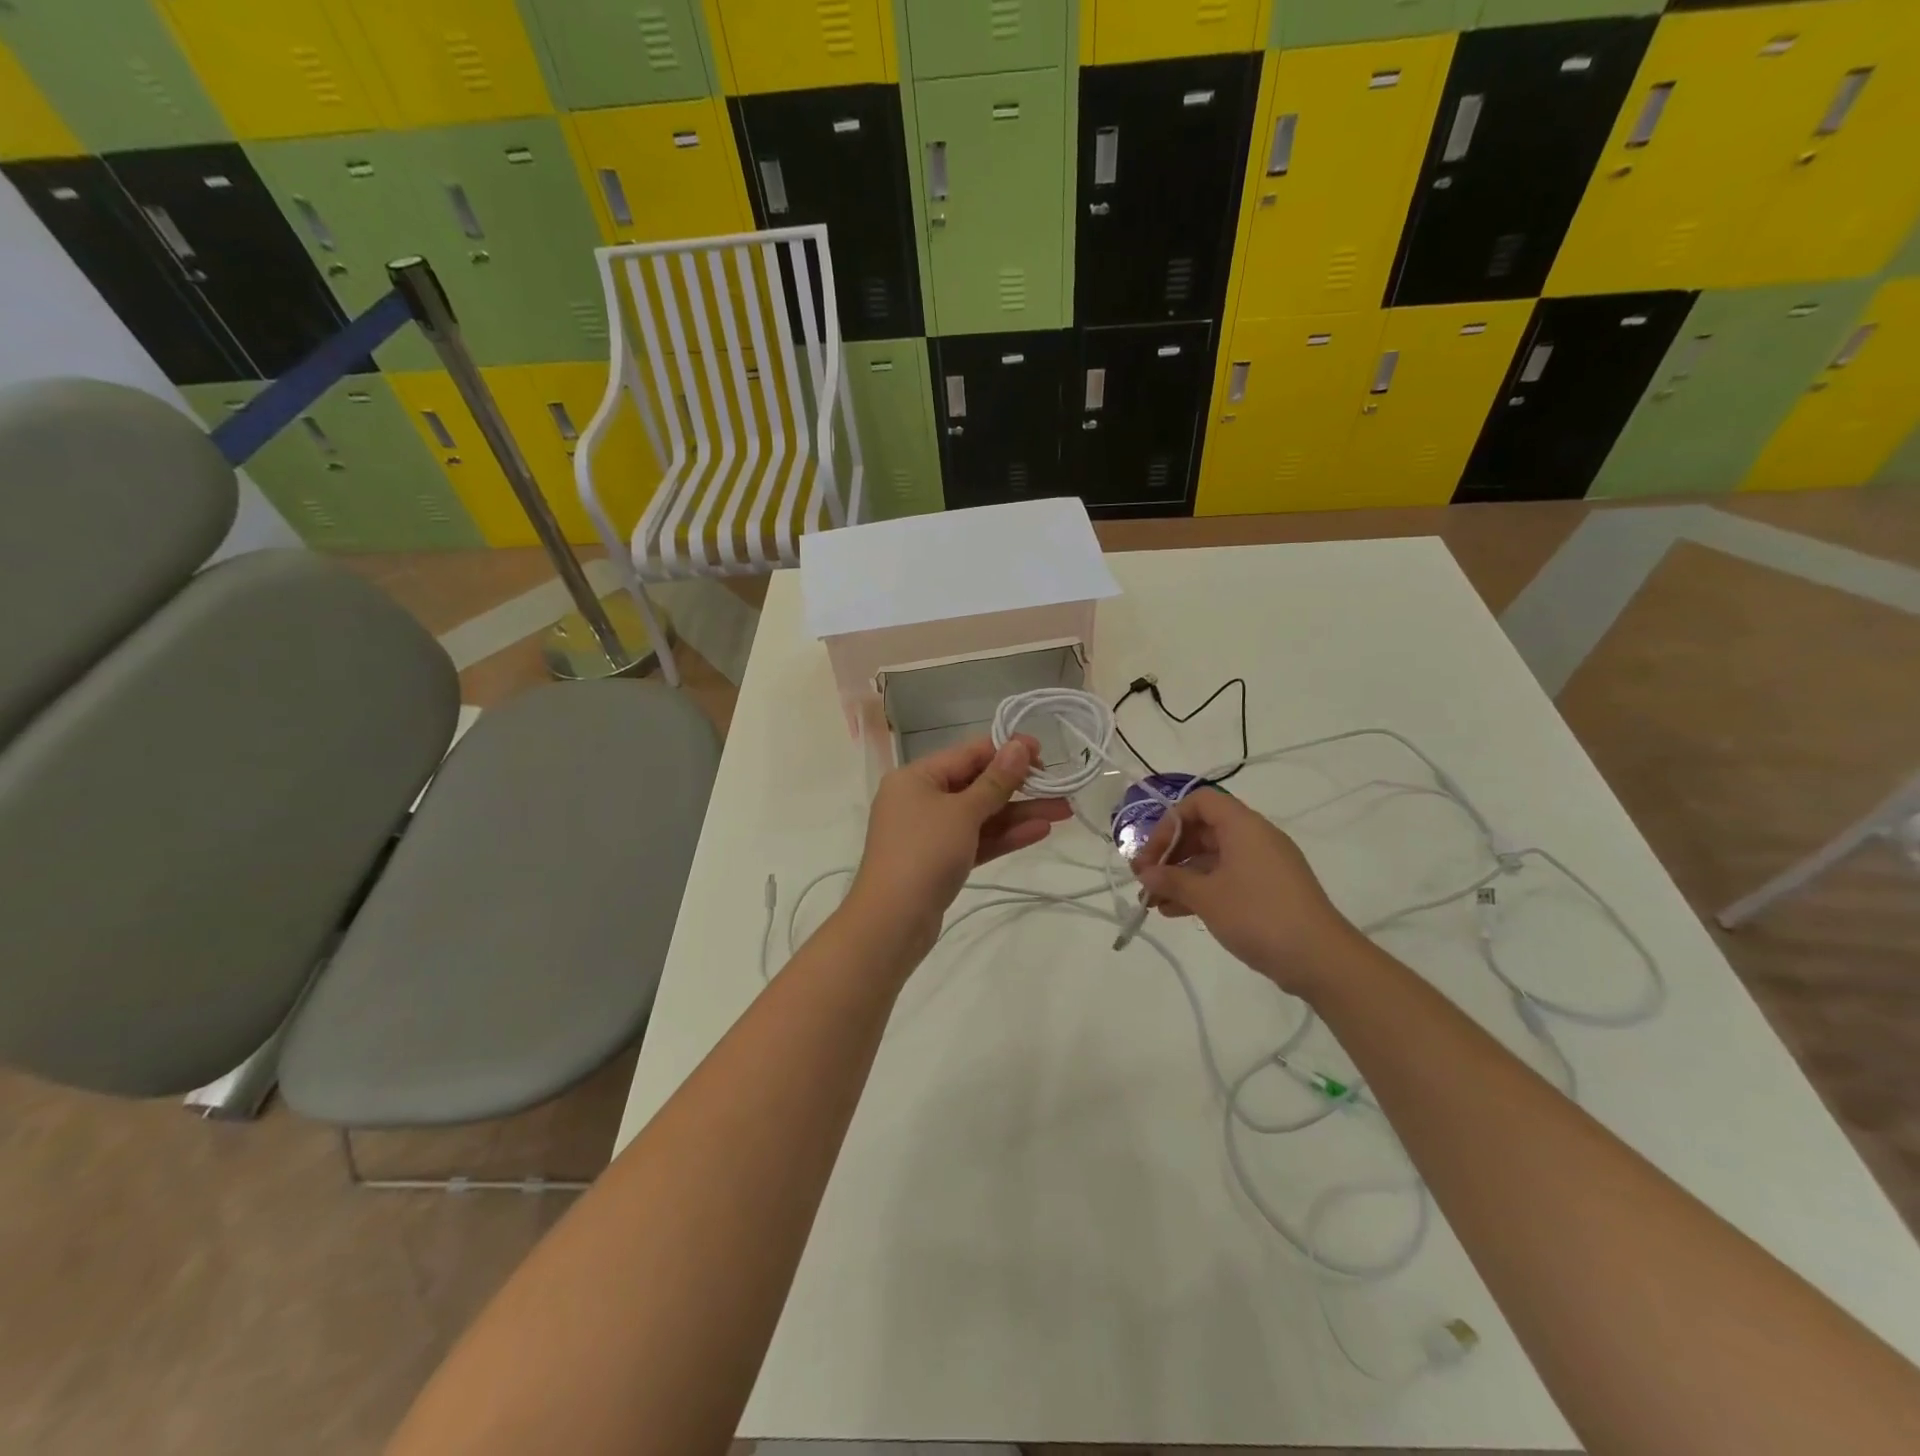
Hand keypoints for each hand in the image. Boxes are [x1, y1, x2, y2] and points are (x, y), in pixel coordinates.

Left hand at [846, 735, 1070, 960]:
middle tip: (1060, 786)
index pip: (968, 754)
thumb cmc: (924, 853)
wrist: (892, 922)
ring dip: (1019, 813)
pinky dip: (1004, 835)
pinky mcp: (940, 862)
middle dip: (1020, 786)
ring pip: (981, 815)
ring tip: (1064, 811)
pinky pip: (976, 840)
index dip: (1006, 750)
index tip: (1044, 752)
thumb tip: (1019, 746)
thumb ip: (995, 781)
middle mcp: (920, 799)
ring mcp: (930, 833)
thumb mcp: (963, 812)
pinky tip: (1040, 831)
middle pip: (976, 784)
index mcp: (916, 777)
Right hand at [1132, 789, 1360, 997]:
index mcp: (1243, 826)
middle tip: (1145, 879)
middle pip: (1203, 831)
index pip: (1200, 802)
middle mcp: (1254, 838)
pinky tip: (1176, 912)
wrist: (1320, 959)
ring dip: (1181, 876)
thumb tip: (1146, 873)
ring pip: (1212, 859)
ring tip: (1153, 902)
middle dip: (1170, 854)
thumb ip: (1171, 880)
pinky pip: (1226, 879)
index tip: (1153, 853)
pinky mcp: (1268, 891)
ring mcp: (1263, 865)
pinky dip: (1201, 890)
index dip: (1170, 822)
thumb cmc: (1258, 915)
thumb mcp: (1206, 897)